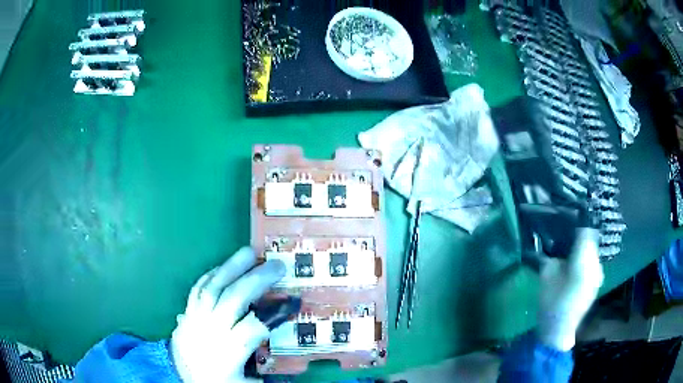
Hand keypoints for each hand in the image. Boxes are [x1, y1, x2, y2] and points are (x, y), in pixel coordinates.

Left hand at [170, 247, 285, 382]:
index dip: (275, 313)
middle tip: (276, 265)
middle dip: (256, 279)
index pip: (253, 326)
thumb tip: (290, 362)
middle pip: (233, 299)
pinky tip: (223, 266)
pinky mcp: (187, 312)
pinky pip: (197, 288)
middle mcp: (210, 330)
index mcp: (227, 352)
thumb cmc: (217, 381)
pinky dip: (211, 274)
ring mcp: (195, 318)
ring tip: (249, 252)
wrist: (181, 378)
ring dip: (232, 267)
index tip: (293, 301)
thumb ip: (265, 374)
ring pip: (212, 287)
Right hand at [537, 228, 603, 350]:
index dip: (577, 222)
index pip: (585, 231)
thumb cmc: (550, 303)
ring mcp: (598, 273)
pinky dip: (585, 258)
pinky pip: (593, 261)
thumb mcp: (547, 276)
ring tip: (569, 250)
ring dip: (583, 247)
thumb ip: (554, 254)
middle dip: (579, 234)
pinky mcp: (597, 281)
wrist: (559, 331)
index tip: (566, 218)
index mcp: (583, 262)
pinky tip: (574, 266)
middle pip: (590, 239)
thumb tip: (555, 241)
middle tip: (565, 234)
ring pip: (592, 250)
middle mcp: (595, 264)